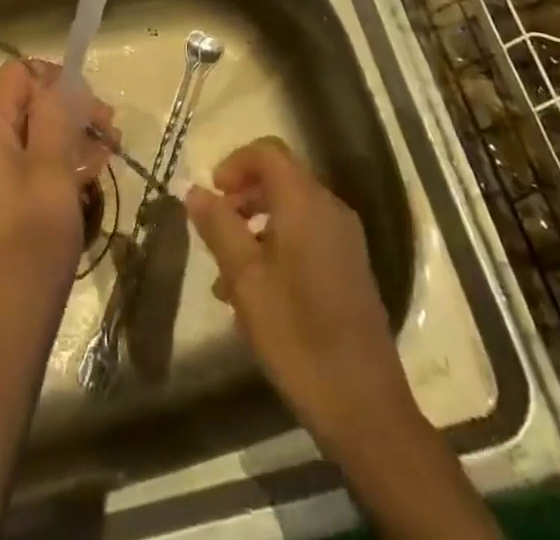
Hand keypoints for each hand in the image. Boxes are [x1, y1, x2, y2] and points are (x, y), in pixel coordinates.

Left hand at [0, 60, 110, 339]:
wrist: (0, 332)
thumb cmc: (30, 244)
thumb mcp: (53, 170)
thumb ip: (58, 114)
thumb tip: (63, 80)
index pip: (19, 74)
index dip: (60, 82)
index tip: (96, 112)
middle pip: (21, 102)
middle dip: (68, 112)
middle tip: (111, 136)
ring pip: (23, 134)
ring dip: (64, 139)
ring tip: (104, 161)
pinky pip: (15, 162)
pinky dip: (47, 163)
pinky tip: (82, 181)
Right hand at [184, 137, 407, 445]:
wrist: (365, 407)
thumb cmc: (298, 336)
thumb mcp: (246, 280)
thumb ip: (219, 228)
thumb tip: (194, 190)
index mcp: (306, 204)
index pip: (269, 152)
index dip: (235, 163)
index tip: (212, 194)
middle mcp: (330, 210)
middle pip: (280, 179)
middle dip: (242, 198)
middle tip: (214, 231)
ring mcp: (345, 240)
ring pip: (291, 210)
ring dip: (255, 227)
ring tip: (226, 275)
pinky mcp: (350, 268)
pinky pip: (307, 236)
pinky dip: (276, 246)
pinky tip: (255, 294)